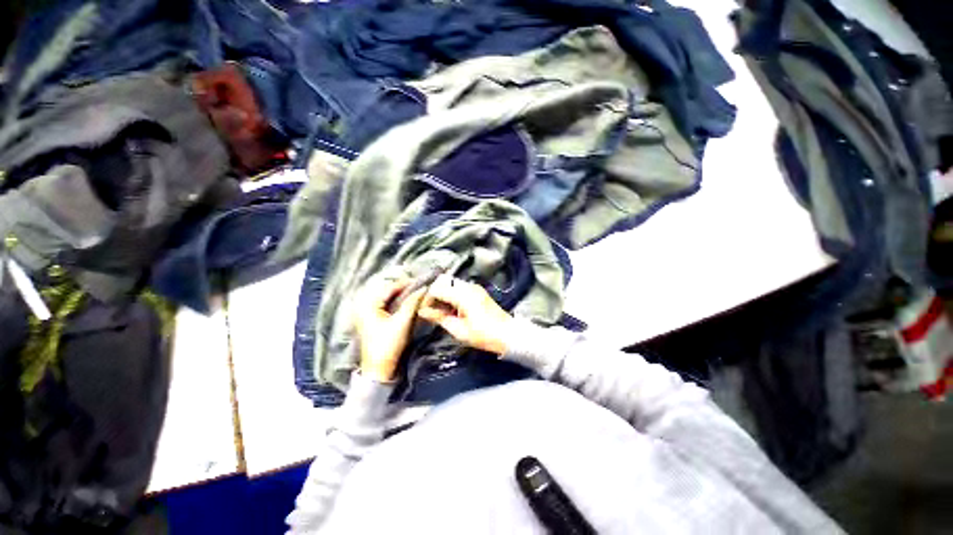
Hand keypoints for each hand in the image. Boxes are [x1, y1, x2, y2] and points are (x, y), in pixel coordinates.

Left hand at [353, 276, 426, 381]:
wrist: (379, 369)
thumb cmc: (388, 345)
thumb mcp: (402, 322)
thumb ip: (413, 303)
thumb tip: (424, 288)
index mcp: (368, 304)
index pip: (390, 287)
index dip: (407, 283)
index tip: (423, 281)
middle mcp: (364, 304)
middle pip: (388, 289)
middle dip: (405, 287)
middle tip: (421, 287)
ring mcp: (366, 311)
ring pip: (387, 296)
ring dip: (402, 293)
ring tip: (417, 293)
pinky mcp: (371, 318)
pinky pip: (386, 303)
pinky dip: (398, 300)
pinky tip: (408, 301)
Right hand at [418, 274, 513, 354]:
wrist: (508, 334)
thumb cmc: (483, 335)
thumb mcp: (459, 330)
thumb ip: (439, 318)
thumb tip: (422, 312)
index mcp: (463, 294)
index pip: (437, 288)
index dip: (426, 299)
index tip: (422, 311)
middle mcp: (468, 286)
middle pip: (443, 281)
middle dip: (433, 294)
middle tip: (430, 310)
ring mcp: (474, 287)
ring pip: (450, 283)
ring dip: (442, 294)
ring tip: (440, 311)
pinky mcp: (477, 291)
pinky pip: (459, 287)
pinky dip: (451, 295)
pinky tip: (451, 309)